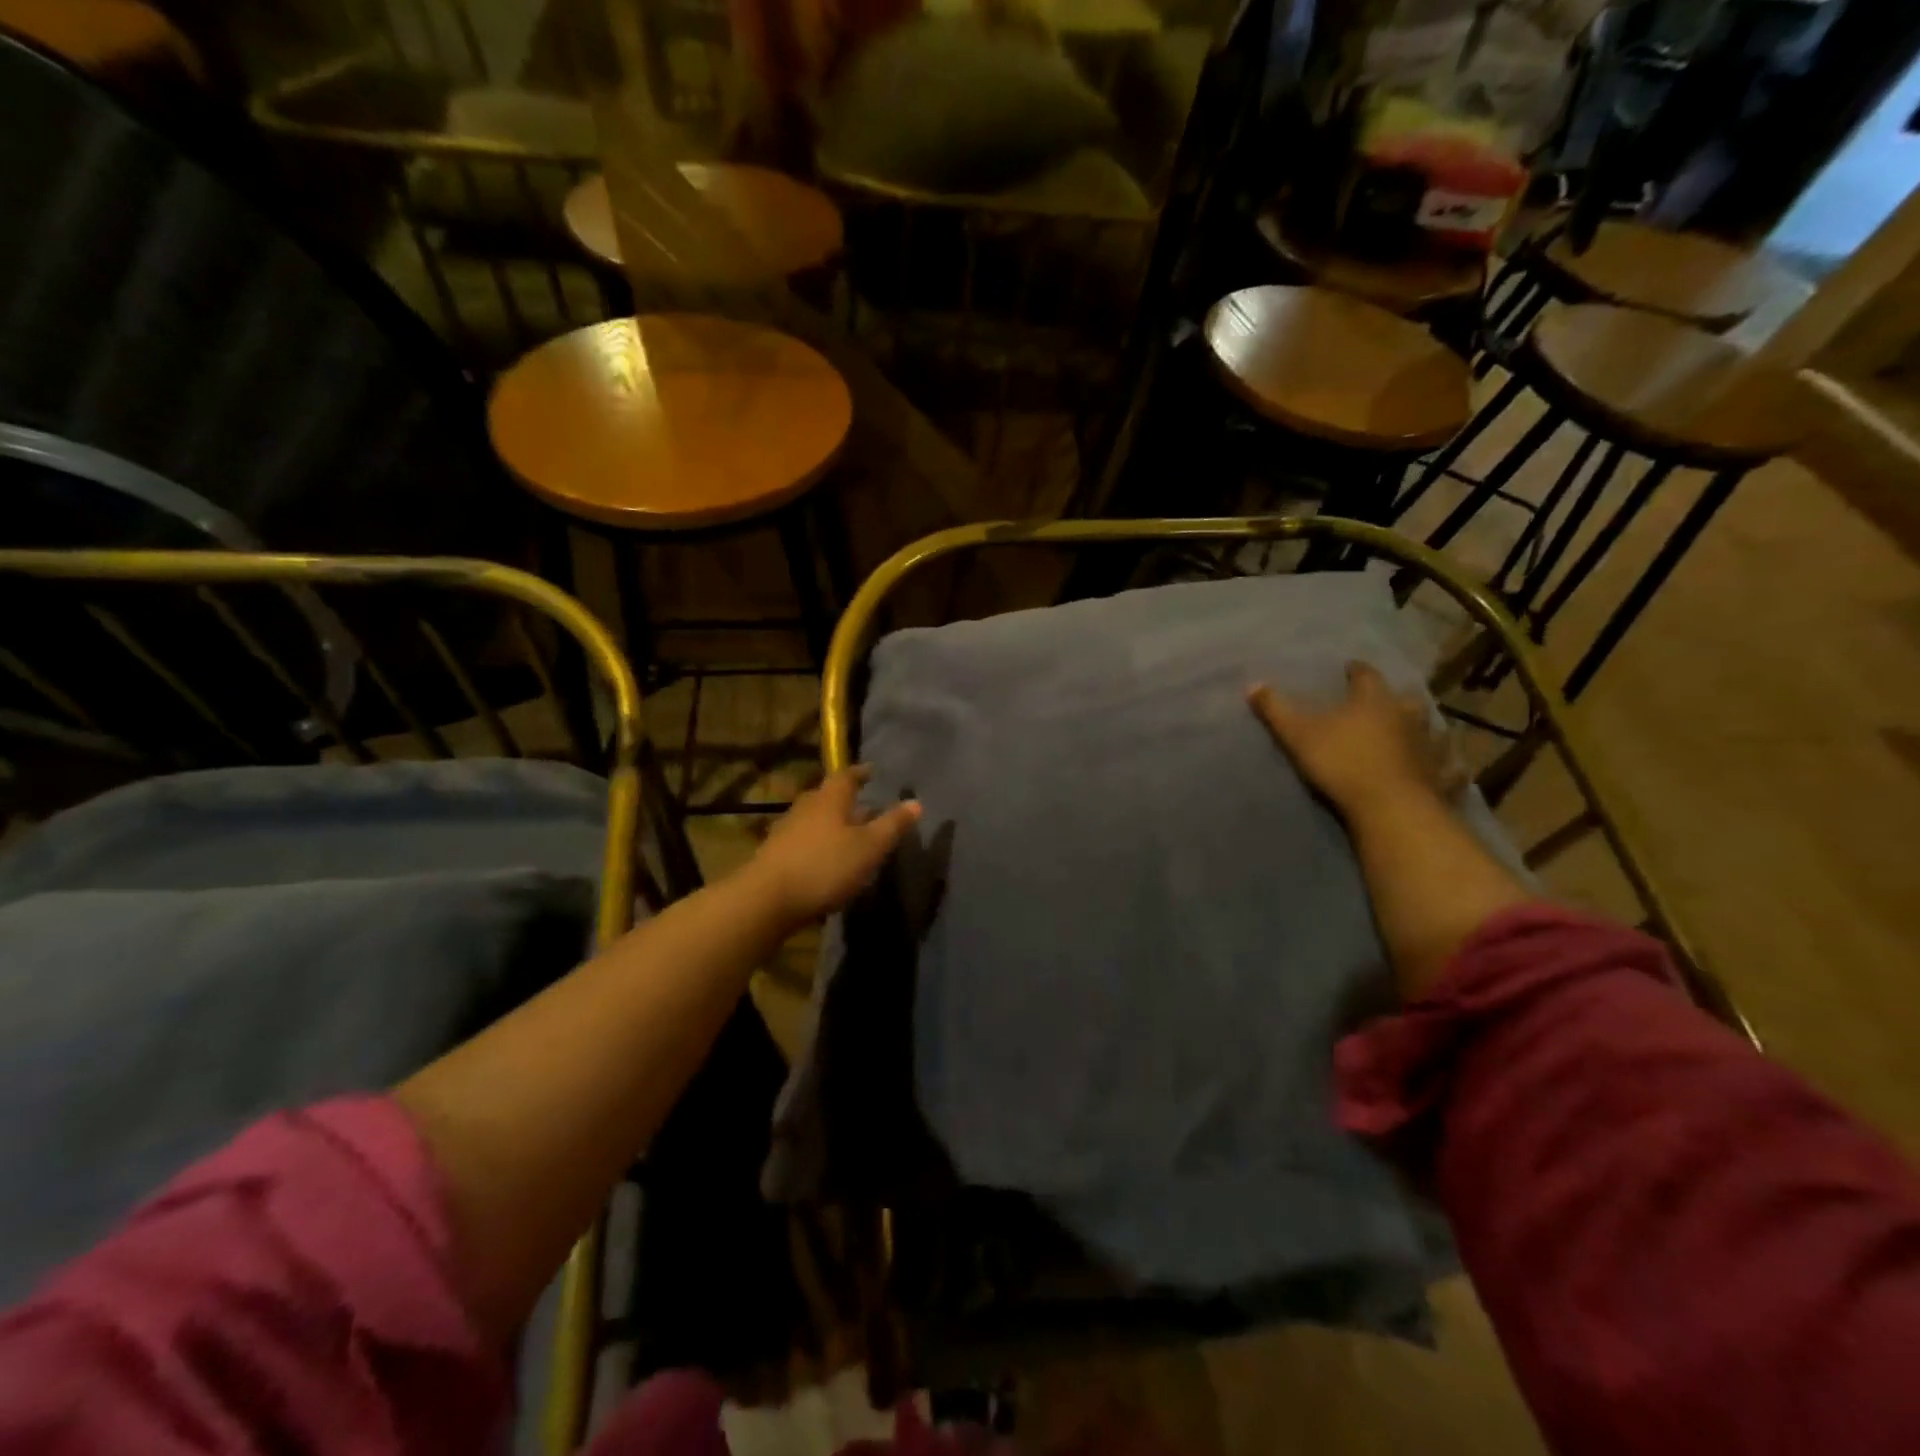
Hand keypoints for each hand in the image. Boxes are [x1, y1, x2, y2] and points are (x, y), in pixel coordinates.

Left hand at [742, 767, 921, 926]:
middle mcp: (806, 807)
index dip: (861, 773)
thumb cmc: (825, 867)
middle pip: (828, 797)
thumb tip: (916, 802)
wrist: (766, 900)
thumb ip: (892, 825)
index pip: (847, 776)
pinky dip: (819, 845)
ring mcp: (786, 831)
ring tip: (850, 836)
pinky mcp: (775, 855)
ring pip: (815, 819)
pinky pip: (804, 841)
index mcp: (829, 799)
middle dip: (847, 800)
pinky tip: (827, 861)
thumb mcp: (869, 848)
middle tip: (866, 807)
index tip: (873, 772)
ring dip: (832, 824)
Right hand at [1248, 661, 1464, 819]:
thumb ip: (1275, 710)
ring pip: (1431, 730)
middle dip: (1394, 698)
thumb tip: (1252, 684)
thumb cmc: (1341, 762)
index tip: (1350, 668)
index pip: (1366, 675)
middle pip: (1404, 699)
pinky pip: (1449, 769)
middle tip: (1385, 701)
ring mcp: (1429, 747)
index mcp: (1373, 701)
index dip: (1356, 671)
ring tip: (1416, 731)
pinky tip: (1449, 770)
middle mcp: (1407, 716)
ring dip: (1424, 728)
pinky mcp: (1441, 777)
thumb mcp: (1297, 734)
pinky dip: (1448, 768)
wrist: (1389, 806)